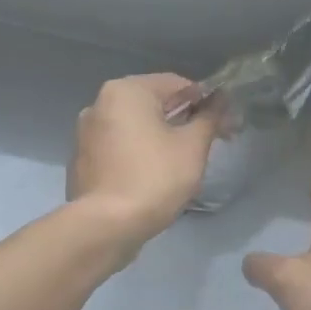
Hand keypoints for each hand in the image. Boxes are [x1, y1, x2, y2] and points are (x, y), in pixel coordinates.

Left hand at [69, 74, 219, 247]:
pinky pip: (121, 146)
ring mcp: (87, 132)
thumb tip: (222, 99)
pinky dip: (141, 151)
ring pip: (137, 125)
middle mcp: (100, 103)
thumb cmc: (155, 178)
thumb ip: (209, 117)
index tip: (226, 125)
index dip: (208, 102)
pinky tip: (156, 174)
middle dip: (186, 119)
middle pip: (155, 103)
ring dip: (163, 135)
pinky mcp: (84, 159)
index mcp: (127, 91)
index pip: (178, 84)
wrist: (106, 226)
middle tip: (211, 143)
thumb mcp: (193, 146)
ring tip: (184, 161)